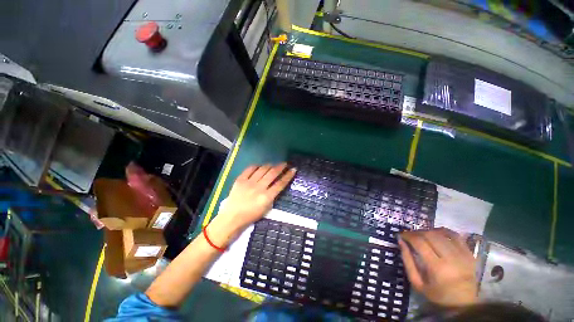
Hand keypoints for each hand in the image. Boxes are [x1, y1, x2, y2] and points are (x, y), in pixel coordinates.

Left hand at [209, 163, 295, 244]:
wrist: (232, 217)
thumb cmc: (251, 215)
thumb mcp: (266, 209)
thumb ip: (273, 196)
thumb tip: (277, 184)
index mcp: (266, 197)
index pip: (280, 183)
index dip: (288, 176)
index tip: (293, 169)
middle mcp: (259, 188)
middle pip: (273, 173)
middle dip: (281, 167)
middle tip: (285, 163)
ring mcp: (249, 182)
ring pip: (263, 169)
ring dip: (270, 165)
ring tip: (273, 165)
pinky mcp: (240, 180)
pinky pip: (250, 169)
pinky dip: (257, 166)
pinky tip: (260, 166)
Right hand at [399, 228, 477, 306]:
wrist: (463, 304)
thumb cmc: (437, 295)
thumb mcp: (417, 282)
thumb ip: (407, 261)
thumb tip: (400, 241)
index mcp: (437, 268)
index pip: (420, 243)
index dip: (408, 235)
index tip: (401, 235)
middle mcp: (451, 259)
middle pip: (431, 235)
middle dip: (417, 232)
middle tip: (410, 235)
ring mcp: (463, 255)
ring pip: (442, 233)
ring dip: (428, 231)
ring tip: (422, 235)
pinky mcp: (470, 254)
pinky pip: (455, 235)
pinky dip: (444, 231)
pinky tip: (437, 234)